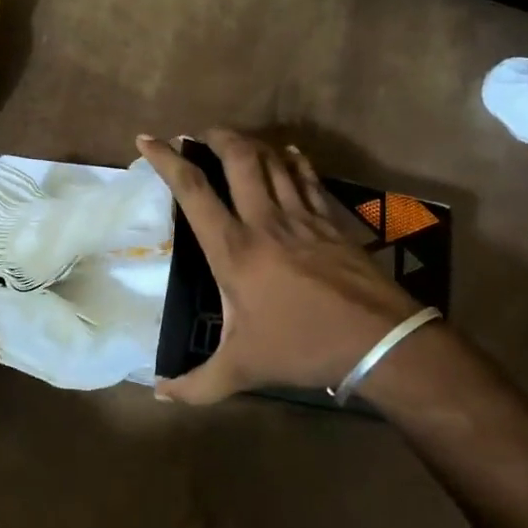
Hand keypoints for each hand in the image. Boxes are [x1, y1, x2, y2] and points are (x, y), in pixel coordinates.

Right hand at [138, 131, 422, 403]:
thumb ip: (197, 384)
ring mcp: (302, 217)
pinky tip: (289, 155)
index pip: (193, 191)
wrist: (378, 341)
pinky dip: (294, 162)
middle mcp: (264, 222)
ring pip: (274, 163)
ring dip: (252, 145)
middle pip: (239, 159)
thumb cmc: (302, 347)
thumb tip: (159, 394)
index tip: (149, 140)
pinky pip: (308, 179)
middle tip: (201, 133)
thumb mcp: (243, 370)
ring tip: (236, 141)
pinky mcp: (330, 221)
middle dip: (217, 136)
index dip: (167, 160)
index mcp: (234, 250)